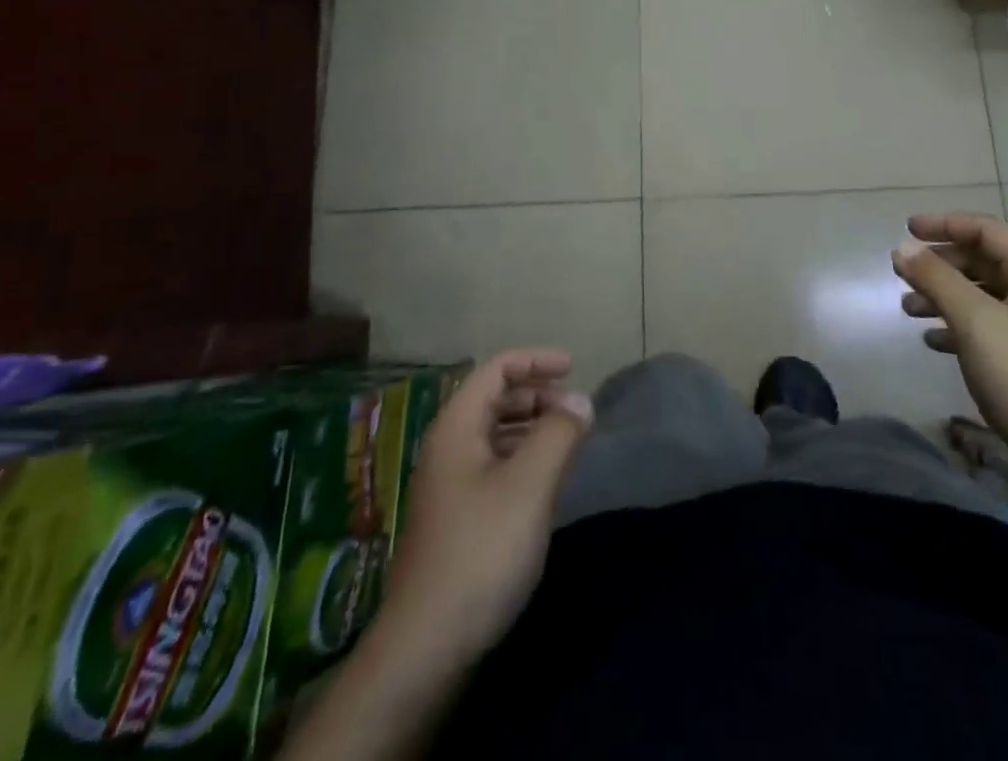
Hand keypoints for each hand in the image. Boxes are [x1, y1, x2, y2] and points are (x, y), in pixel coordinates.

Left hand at [381, 349, 592, 659]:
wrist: (427, 647)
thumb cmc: (481, 550)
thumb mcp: (530, 484)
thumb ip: (559, 432)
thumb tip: (580, 401)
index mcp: (456, 427)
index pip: (496, 369)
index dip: (536, 360)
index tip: (574, 367)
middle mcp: (448, 447)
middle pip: (494, 398)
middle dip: (537, 394)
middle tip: (575, 408)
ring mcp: (449, 485)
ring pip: (495, 433)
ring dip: (533, 426)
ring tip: (568, 439)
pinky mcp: (456, 518)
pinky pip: (494, 465)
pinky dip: (523, 457)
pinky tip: (546, 479)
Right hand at [894, 212, 1007, 488]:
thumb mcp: (975, 320)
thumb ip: (937, 279)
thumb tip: (901, 248)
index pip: (985, 231)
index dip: (944, 224)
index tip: (906, 229)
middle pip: (980, 262)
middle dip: (939, 264)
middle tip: (901, 274)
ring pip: (977, 295)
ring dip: (941, 295)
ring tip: (908, 309)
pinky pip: (981, 327)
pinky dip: (953, 326)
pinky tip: (931, 340)